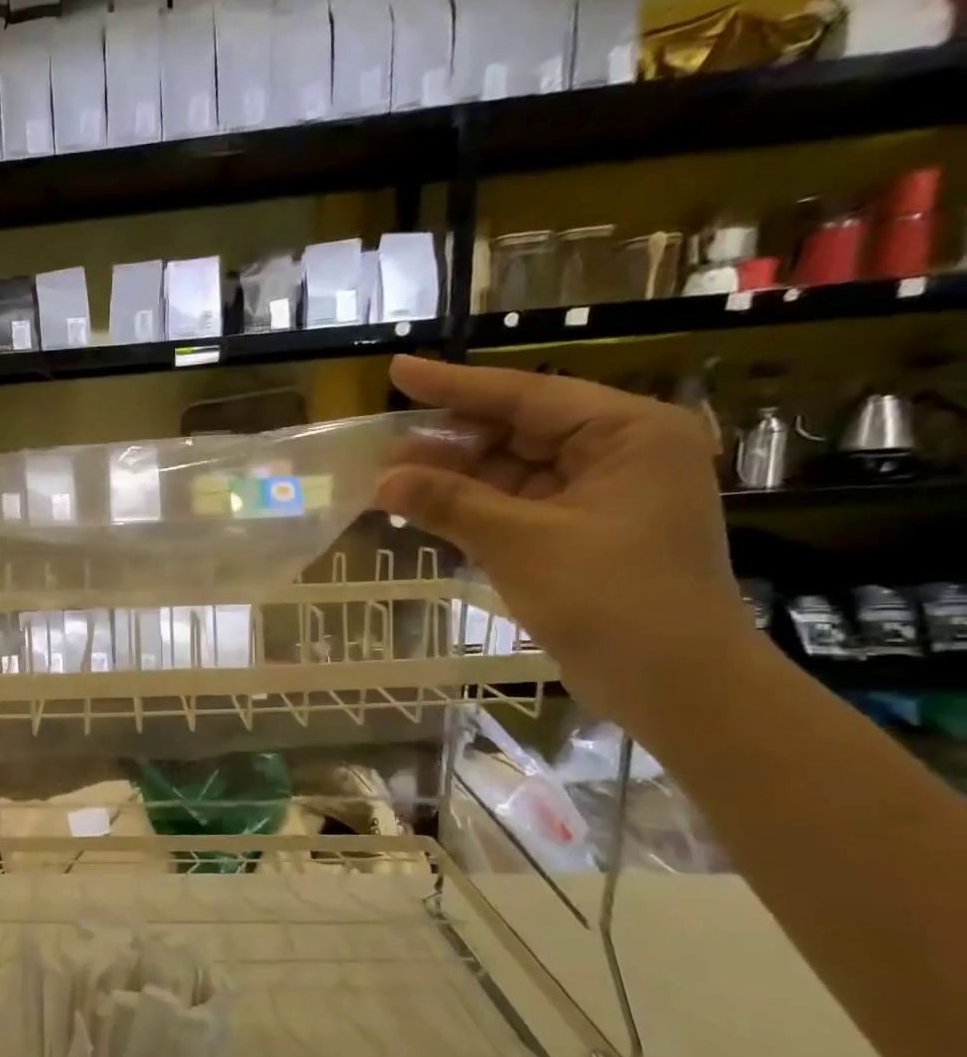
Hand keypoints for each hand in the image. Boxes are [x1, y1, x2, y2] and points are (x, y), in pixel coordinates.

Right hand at [375, 356, 753, 724]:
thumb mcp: (522, 543)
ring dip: (453, 477)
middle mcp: (618, 454)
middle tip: (382, 439)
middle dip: (449, 439)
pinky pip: (514, 506)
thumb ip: (450, 503)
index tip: (399, 371)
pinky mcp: (579, 534)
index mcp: (628, 433)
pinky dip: (471, 508)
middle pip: (517, 431)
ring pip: (511, 472)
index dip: (456, 385)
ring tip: (389, 476)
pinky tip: (424, 507)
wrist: (674, 684)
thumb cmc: (613, 599)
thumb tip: (382, 478)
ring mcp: (598, 497)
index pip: (527, 396)